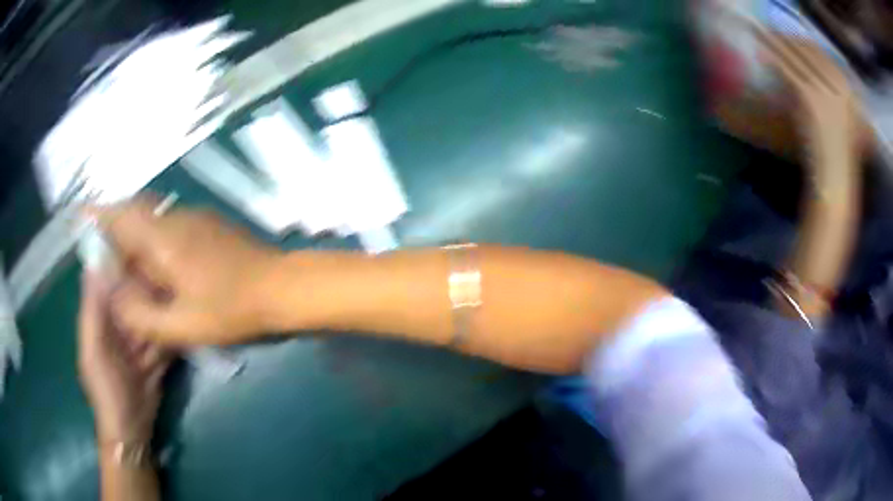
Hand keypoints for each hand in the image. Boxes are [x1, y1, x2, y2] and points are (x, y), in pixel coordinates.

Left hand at [78, 271, 169, 442]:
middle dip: (148, 285)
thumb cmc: (107, 389)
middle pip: (134, 298)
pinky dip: (173, 331)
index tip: (141, 243)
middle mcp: (119, 325)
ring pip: (152, 317)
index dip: (122, 263)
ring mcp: (139, 343)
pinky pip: (165, 339)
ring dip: (164, 307)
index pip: (110, 282)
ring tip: (183, 287)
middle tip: (170, 267)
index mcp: (100, 318)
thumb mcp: (93, 349)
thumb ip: (92, 310)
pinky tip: (186, 316)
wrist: (132, 431)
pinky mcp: (156, 358)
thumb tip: (96, 261)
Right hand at [90, 196, 283, 344]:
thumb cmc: (231, 309)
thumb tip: (114, 297)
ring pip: (154, 219)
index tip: (82, 217)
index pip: (122, 216)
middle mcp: (177, 219)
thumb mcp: (182, 325)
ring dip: (136, 235)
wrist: (283, 287)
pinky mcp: (209, 227)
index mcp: (164, 237)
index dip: (100, 215)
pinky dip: (154, 240)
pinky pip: (170, 226)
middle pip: (136, 212)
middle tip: (103, 251)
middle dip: (115, 227)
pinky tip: (156, 265)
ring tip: (125, 263)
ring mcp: (196, 219)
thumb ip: (142, 314)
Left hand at [755, 31, 868, 176]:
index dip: (802, 42)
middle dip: (786, 38)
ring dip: (775, 42)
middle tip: (768, 29)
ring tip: (758, 33)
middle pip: (807, 51)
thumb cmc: (839, 157)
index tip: (789, 35)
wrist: (835, 182)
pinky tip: (760, 53)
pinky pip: (788, 72)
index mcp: (847, 89)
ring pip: (795, 57)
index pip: (821, 55)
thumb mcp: (843, 121)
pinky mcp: (810, 97)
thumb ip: (834, 96)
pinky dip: (772, 60)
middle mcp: (837, 84)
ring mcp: (824, 89)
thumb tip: (814, 72)